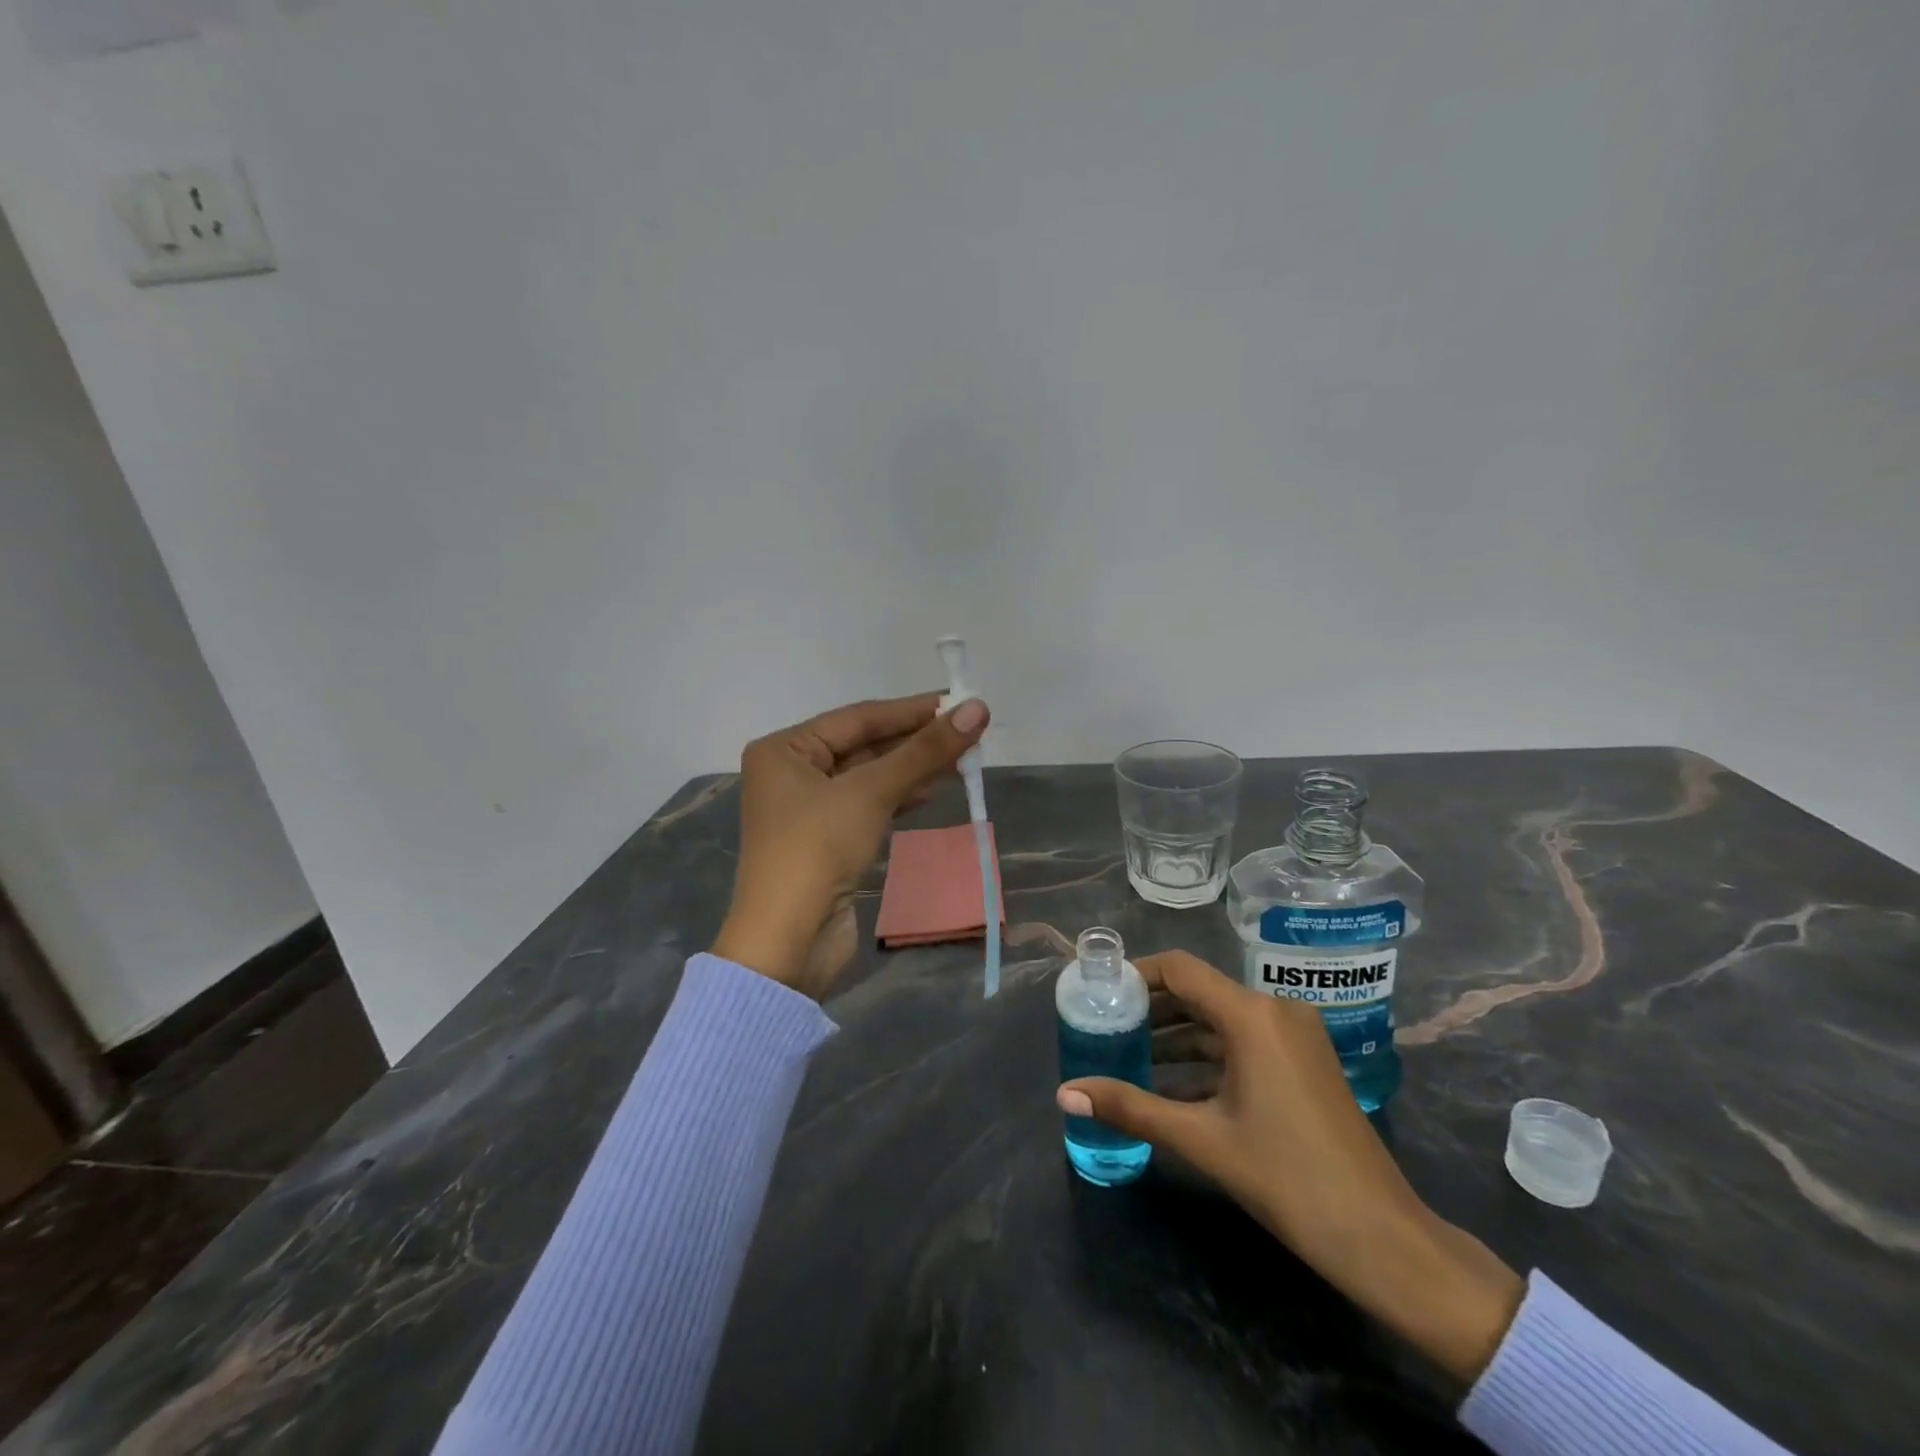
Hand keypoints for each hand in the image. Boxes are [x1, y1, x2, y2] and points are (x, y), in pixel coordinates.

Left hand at [711, 693, 989, 998]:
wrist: (787, 943)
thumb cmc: (817, 851)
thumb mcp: (870, 793)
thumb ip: (924, 752)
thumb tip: (978, 709)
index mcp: (784, 749)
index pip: (858, 717)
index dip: (912, 710)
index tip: (959, 701)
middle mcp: (792, 772)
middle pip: (864, 745)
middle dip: (915, 740)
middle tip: (968, 729)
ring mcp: (809, 809)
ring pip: (870, 776)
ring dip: (913, 768)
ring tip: (962, 758)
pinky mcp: (827, 840)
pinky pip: (869, 805)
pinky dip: (901, 796)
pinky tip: (935, 790)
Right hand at [1057, 951, 1523, 1382]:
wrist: (1382, 1238)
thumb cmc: (1288, 1178)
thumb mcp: (1202, 1139)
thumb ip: (1131, 1108)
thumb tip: (1065, 1093)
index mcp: (1252, 1015)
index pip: (1180, 970)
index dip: (1136, 974)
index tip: (1100, 991)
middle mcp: (1275, 1010)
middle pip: (1199, 992)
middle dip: (1151, 1010)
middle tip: (1105, 1026)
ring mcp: (1294, 1036)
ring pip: (1220, 1021)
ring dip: (1176, 1037)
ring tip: (1128, 1057)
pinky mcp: (1303, 1062)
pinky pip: (1242, 1044)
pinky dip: (1206, 1058)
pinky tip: (1170, 1086)